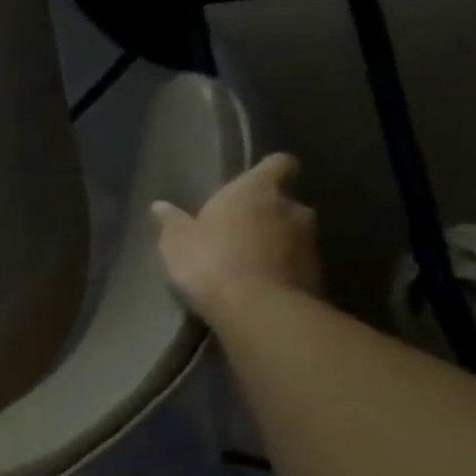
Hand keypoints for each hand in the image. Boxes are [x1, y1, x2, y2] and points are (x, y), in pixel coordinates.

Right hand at [152, 153, 321, 322]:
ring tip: (245, 263)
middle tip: (237, 231)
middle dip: (265, 214)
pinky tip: (256, 287)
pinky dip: (280, 270)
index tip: (251, 184)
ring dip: (274, 243)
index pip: (279, 163)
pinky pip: (295, 264)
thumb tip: (160, 206)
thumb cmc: (211, 261)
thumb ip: (171, 221)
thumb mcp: (176, 242)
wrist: (257, 311)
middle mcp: (292, 209)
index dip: (268, 171)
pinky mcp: (316, 275)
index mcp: (257, 190)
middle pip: (284, 203)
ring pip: (292, 234)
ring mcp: (310, 243)